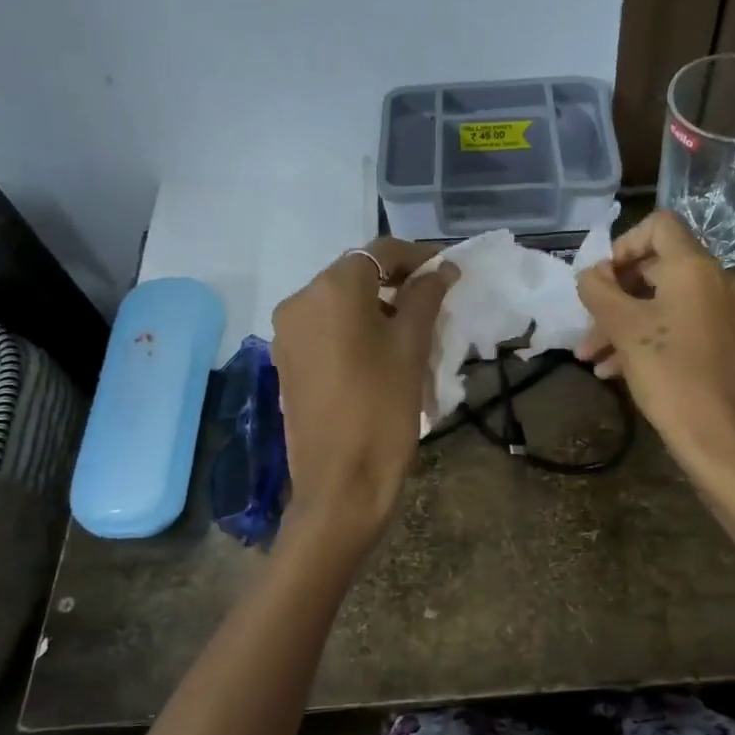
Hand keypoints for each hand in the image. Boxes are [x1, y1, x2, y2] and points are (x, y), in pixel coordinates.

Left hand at [272, 240, 457, 547]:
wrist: (340, 483)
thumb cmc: (383, 409)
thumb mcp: (411, 348)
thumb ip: (425, 298)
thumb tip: (442, 268)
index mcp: (332, 289)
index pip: (380, 252)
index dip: (417, 257)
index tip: (447, 272)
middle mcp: (300, 300)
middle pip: (356, 274)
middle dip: (396, 283)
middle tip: (434, 303)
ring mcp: (287, 332)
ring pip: (339, 302)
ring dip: (376, 307)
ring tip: (411, 333)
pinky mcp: (286, 360)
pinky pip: (325, 328)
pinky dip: (354, 329)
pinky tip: (380, 354)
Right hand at [576, 211, 734, 492]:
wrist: (725, 441)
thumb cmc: (672, 376)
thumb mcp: (625, 330)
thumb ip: (600, 292)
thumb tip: (591, 274)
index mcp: (695, 267)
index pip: (658, 225)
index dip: (623, 244)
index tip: (601, 280)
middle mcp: (716, 281)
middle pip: (657, 267)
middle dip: (615, 295)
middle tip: (587, 324)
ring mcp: (724, 315)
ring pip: (664, 303)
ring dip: (624, 324)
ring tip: (592, 358)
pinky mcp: (725, 345)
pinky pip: (680, 327)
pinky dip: (648, 339)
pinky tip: (616, 372)